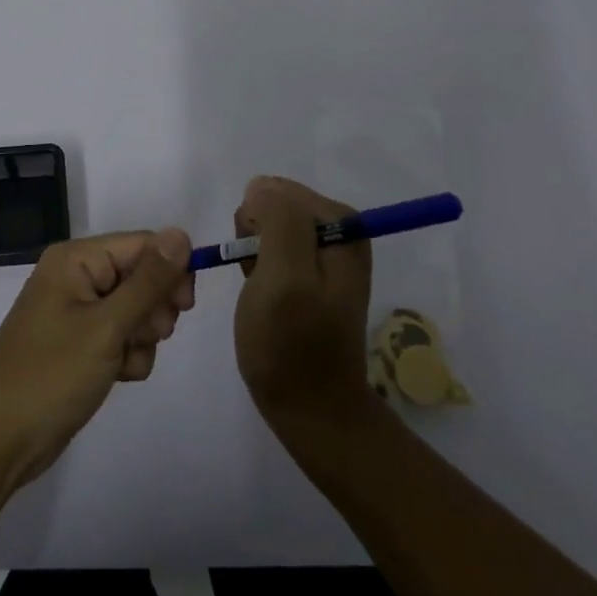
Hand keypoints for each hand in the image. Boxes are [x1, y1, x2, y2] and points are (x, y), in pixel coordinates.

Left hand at [0, 229, 194, 490]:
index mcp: (76, 259)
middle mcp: (77, 277)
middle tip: (147, 336)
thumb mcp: (107, 326)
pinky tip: (116, 377)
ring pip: (136, 311)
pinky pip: (122, 338)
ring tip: (122, 362)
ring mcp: (77, 312)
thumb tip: (182, 234)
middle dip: (153, 309)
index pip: (142, 244)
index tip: (185, 306)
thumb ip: (149, 281)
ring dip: (142, 338)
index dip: (170, 270)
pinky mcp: (80, 345)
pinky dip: (127, 356)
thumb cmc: (51, 374)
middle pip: (141, 276)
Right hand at [232, 176, 377, 435]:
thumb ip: (279, 221)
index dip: (255, 224)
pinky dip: (257, 268)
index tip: (257, 264)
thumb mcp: (285, 277)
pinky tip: (261, 295)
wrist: (310, 408)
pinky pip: (271, 249)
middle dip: (254, 237)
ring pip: (267, 227)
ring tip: (260, 292)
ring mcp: (325, 253)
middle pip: (273, 205)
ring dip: (253, 254)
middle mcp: (340, 230)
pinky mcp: (310, 274)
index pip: (277, 192)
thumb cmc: (292, 345)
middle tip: (260, 281)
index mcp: (342, 223)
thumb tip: (261, 187)